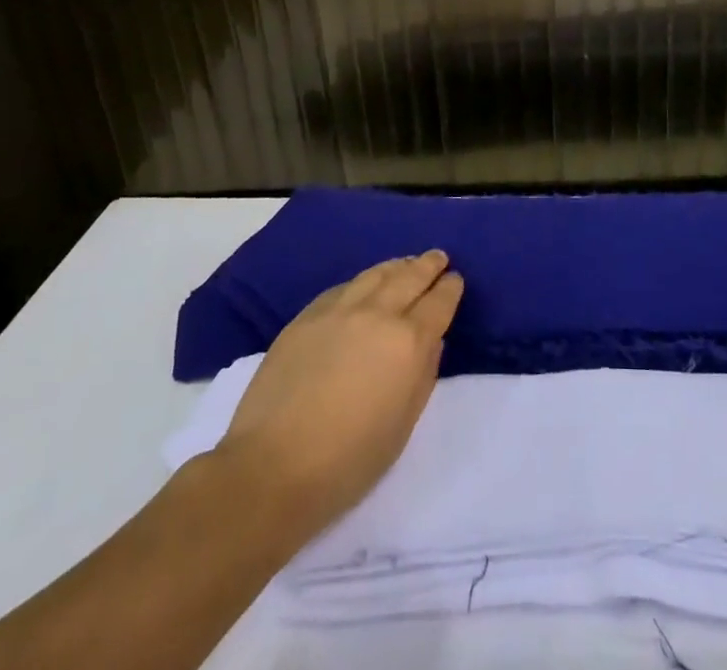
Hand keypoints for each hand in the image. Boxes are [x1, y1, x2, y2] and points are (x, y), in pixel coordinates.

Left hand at [215, 250, 463, 540]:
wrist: (271, 468)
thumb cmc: (348, 462)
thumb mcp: (403, 426)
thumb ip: (423, 375)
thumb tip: (430, 342)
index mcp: (408, 342)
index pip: (439, 302)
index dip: (450, 288)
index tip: (455, 281)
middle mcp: (378, 314)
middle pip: (410, 277)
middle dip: (428, 266)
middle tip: (438, 258)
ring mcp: (339, 310)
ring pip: (376, 274)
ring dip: (397, 266)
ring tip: (406, 263)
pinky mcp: (307, 316)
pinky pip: (344, 287)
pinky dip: (363, 281)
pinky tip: (364, 285)